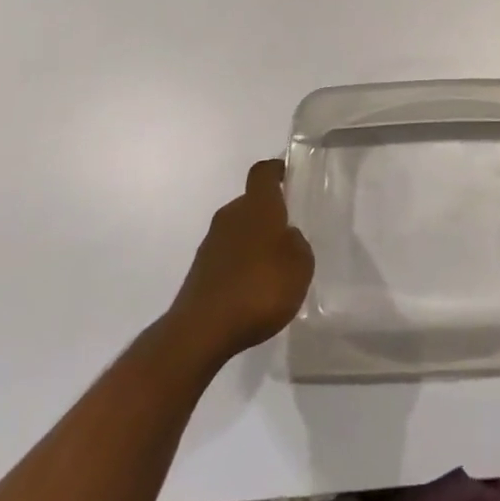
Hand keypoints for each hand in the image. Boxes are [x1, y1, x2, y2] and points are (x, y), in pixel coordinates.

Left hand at [168, 160, 313, 364]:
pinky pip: (227, 257)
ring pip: (238, 231)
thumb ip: (297, 244)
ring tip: (274, 269)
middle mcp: (230, 216)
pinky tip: (253, 291)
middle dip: (269, 215)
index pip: (263, 172)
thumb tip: (287, 237)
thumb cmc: (259, 288)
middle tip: (290, 234)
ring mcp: (211, 244)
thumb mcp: (300, 265)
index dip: (277, 170)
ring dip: (254, 242)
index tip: (289, 175)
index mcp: (257, 206)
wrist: (202, 330)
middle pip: (251, 203)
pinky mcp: (200, 271)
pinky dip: (241, 266)